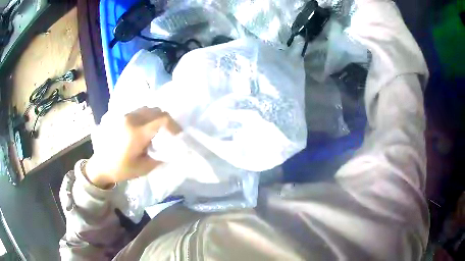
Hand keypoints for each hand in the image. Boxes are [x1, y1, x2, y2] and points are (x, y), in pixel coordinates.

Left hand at [85, 107, 180, 188]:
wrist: (101, 165)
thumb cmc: (121, 169)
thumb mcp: (144, 168)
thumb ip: (160, 156)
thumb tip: (172, 149)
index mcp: (137, 132)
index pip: (162, 119)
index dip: (174, 126)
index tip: (178, 136)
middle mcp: (131, 119)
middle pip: (156, 111)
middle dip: (166, 121)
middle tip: (170, 133)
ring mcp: (125, 116)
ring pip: (148, 109)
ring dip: (156, 117)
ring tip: (158, 130)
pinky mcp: (121, 116)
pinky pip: (139, 111)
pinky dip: (147, 117)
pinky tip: (146, 128)